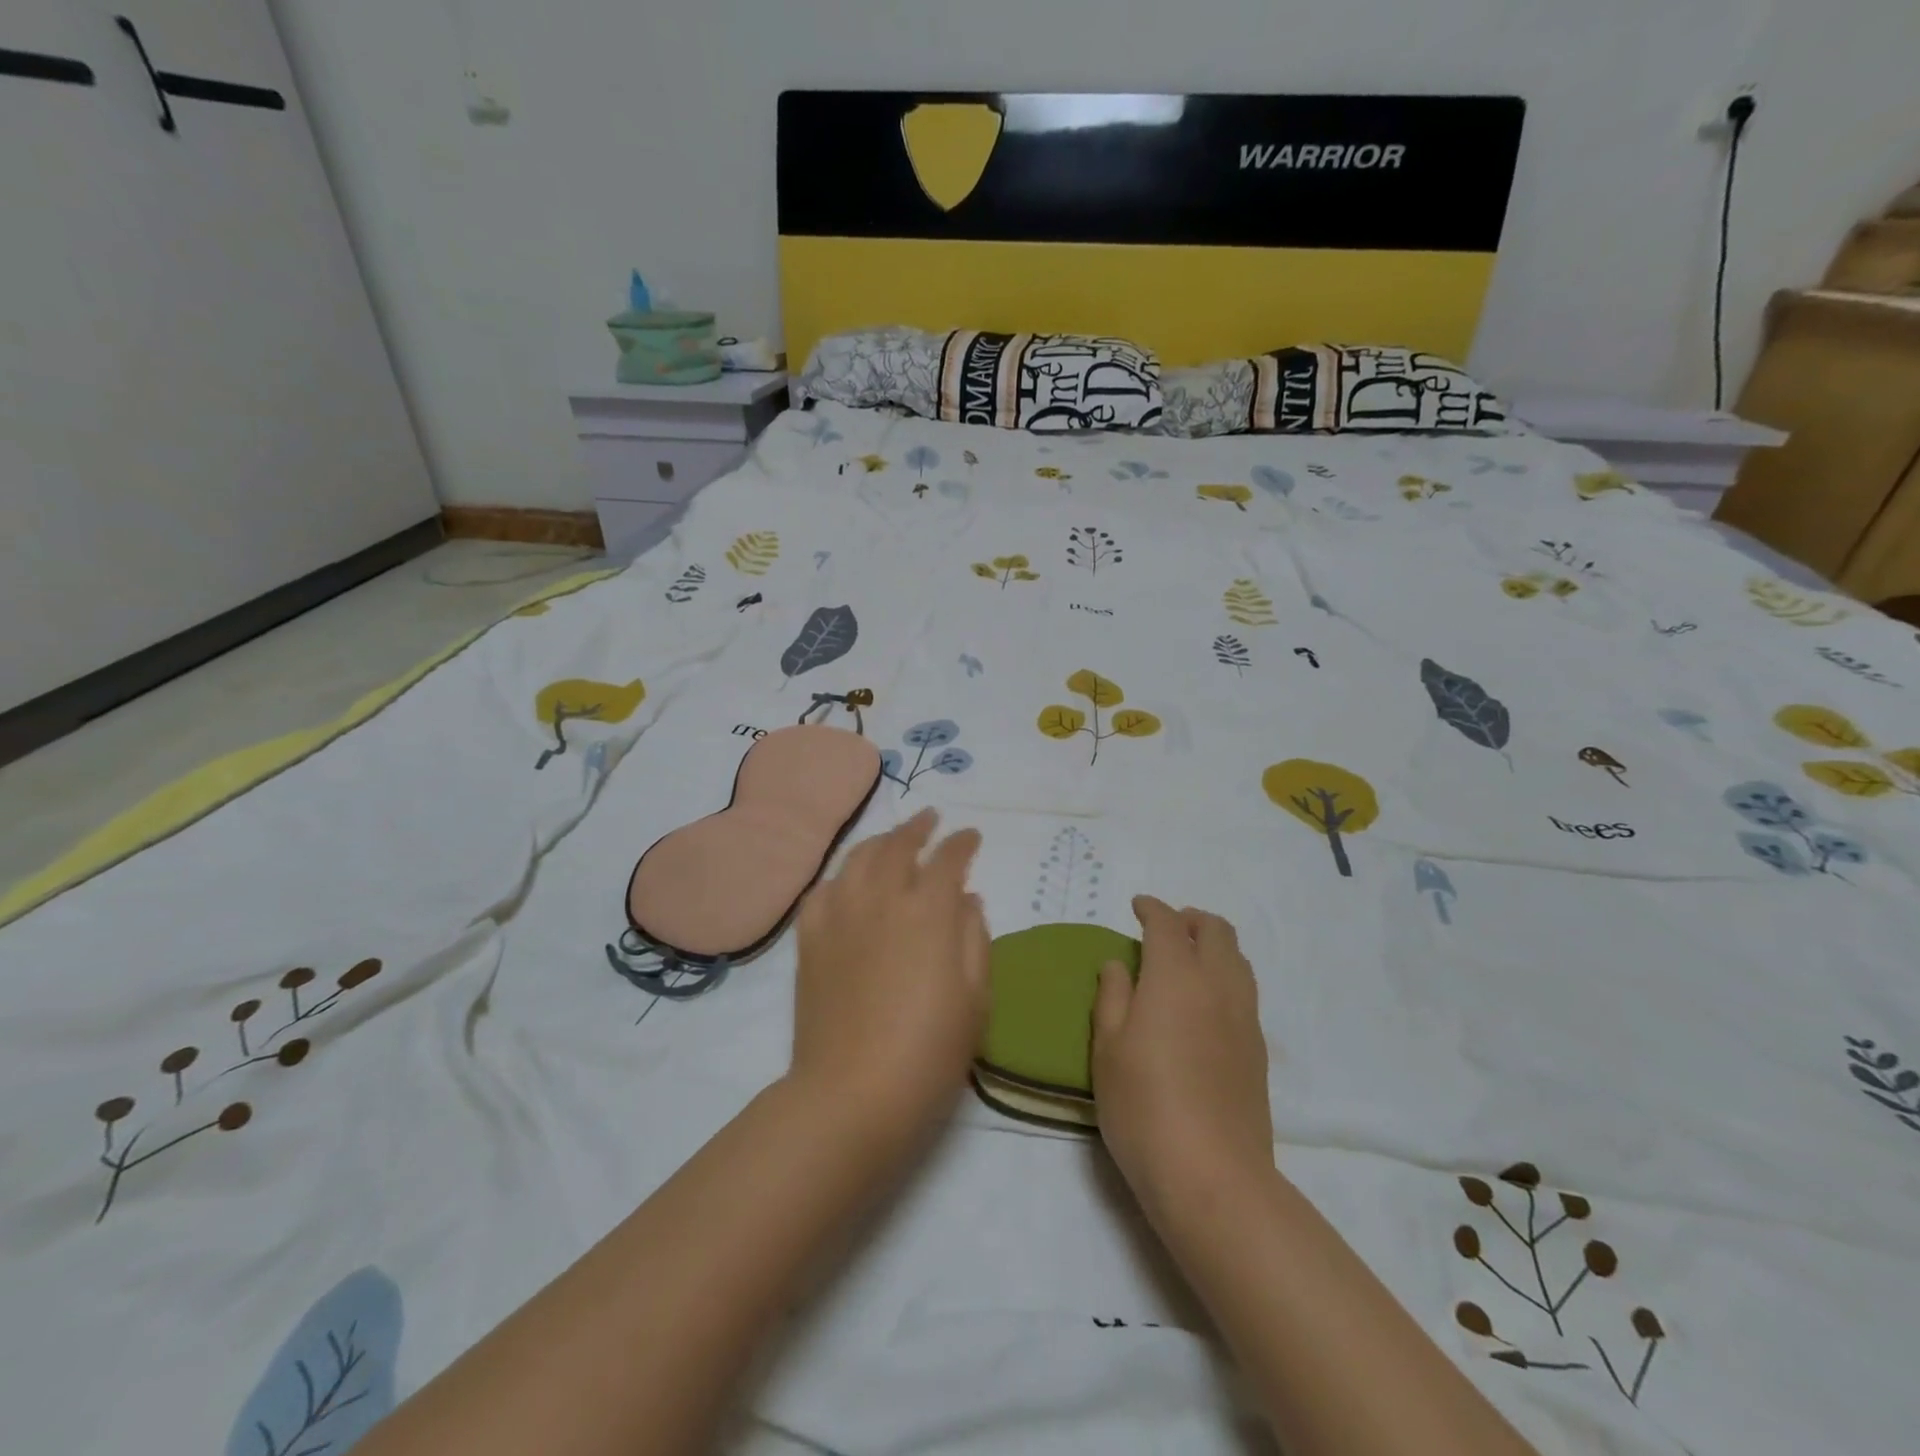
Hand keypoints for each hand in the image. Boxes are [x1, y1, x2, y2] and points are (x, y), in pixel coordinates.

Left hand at [788, 808, 988, 1159]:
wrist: (852, 1094)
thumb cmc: (929, 1052)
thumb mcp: (975, 998)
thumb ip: (974, 938)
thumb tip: (968, 899)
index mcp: (928, 912)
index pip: (947, 859)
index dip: (962, 843)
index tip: (971, 836)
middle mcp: (881, 900)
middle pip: (897, 845)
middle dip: (918, 826)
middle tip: (931, 818)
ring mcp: (839, 916)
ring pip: (857, 859)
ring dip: (879, 841)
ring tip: (891, 840)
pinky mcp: (810, 940)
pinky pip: (822, 890)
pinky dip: (840, 876)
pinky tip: (847, 882)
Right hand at [1092, 896, 1272, 1216]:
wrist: (1212, 1175)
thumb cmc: (1143, 1105)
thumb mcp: (1108, 1048)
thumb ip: (1112, 996)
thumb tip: (1119, 965)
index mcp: (1176, 977)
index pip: (1168, 924)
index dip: (1152, 908)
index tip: (1137, 906)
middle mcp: (1217, 985)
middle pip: (1216, 931)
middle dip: (1191, 919)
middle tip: (1166, 929)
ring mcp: (1245, 1017)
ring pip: (1238, 959)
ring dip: (1214, 945)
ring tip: (1188, 961)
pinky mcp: (1258, 1050)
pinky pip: (1245, 990)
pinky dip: (1226, 976)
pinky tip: (1205, 1003)